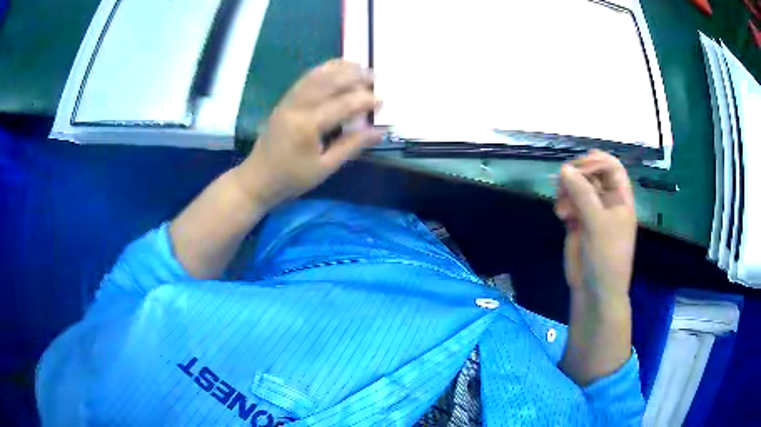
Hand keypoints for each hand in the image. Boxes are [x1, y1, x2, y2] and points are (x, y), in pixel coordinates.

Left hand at [234, 60, 383, 208]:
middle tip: (376, 77)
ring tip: (361, 66)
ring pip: (317, 75)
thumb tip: (379, 131)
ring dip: (340, 68)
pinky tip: (336, 68)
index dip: (365, 100)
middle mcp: (297, 106)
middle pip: (330, 82)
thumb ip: (352, 145)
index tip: (383, 100)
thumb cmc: (292, 178)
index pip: (343, 105)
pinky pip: (306, 79)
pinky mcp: (285, 100)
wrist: (258, 178)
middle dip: (355, 76)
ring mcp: (289, 100)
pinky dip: (323, 70)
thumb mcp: (325, 167)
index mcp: (307, 126)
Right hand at [554, 150, 635, 302]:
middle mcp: (607, 202)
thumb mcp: (598, 223)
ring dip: (567, 190)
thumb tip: (564, 168)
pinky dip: (563, 204)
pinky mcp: (578, 223)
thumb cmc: (606, 257)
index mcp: (621, 199)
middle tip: (563, 181)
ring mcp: (592, 213)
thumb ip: (582, 194)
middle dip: (577, 176)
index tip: (578, 169)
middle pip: (592, 175)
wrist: (595, 291)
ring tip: (561, 205)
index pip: (612, 167)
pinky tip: (560, 215)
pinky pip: (569, 203)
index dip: (596, 162)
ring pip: (578, 188)